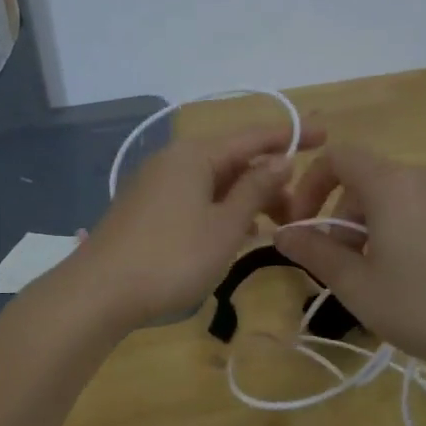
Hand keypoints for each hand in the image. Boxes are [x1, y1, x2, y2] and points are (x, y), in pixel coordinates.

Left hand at [74, 119, 324, 327]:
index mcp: (195, 155)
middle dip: (270, 178)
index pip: (253, 136)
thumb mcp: (225, 225)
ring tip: (275, 224)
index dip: (291, 135)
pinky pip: (196, 198)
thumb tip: (282, 160)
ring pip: (214, 182)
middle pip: (233, 160)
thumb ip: (256, 190)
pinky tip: (236, 232)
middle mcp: (174, 161)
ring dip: (247, 198)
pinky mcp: (147, 209)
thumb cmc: (172, 257)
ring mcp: (156, 184)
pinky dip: (221, 210)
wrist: (99, 292)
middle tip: (300, 207)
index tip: (326, 134)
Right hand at [273, 145, 425, 394]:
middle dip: (343, 218)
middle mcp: (423, 176)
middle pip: (367, 181)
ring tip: (381, 277)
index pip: (338, 157)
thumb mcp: (359, 287)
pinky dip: (406, 229)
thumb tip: (282, 233)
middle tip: (344, 266)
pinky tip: (420, 276)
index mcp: (391, 185)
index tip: (306, 225)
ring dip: (374, 227)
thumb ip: (316, 254)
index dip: (312, 185)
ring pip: (397, 197)